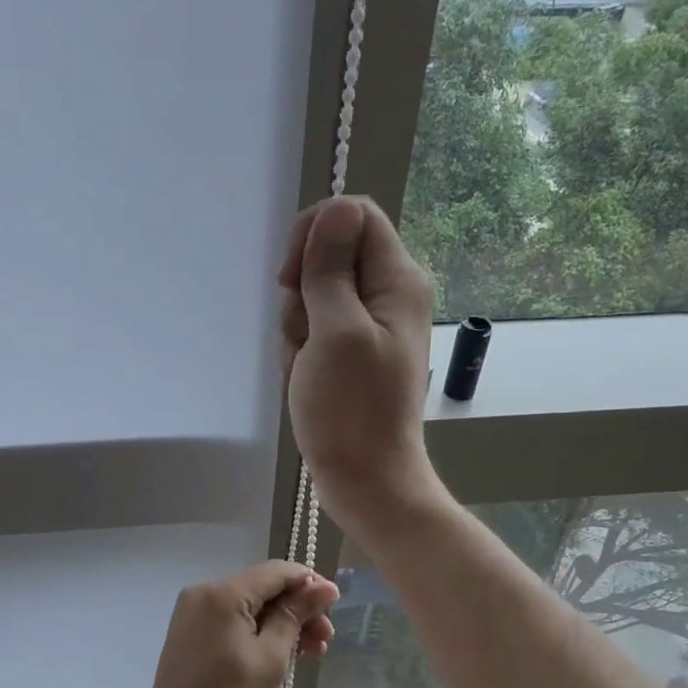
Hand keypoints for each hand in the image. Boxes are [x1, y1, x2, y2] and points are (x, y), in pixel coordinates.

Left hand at [137, 561, 340, 687]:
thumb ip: (296, 615)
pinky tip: (282, 651)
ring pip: (249, 604)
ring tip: (311, 650)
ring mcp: (194, 610)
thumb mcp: (272, 656)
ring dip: (280, 622)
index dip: (309, 582)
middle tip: (326, 637)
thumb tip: (325, 587)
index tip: (335, 603)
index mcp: (224, 593)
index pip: (276, 571)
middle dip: (298, 608)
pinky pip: (232, 618)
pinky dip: (257, 630)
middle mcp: (204, 591)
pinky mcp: (191, 629)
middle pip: (262, 588)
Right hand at [279, 197, 440, 535]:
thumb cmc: (351, 411)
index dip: (314, 234)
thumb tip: (334, 208)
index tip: (289, 278)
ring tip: (307, 367)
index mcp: (397, 280)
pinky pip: (314, 331)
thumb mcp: (336, 333)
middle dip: (301, 292)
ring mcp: (368, 327)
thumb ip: (331, 269)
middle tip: (306, 335)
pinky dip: (301, 352)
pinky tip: (306, 381)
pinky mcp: (351, 354)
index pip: (353, 215)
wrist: (366, 479)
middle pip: (329, 256)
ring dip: (297, 329)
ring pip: (314, 296)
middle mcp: (388, 295)